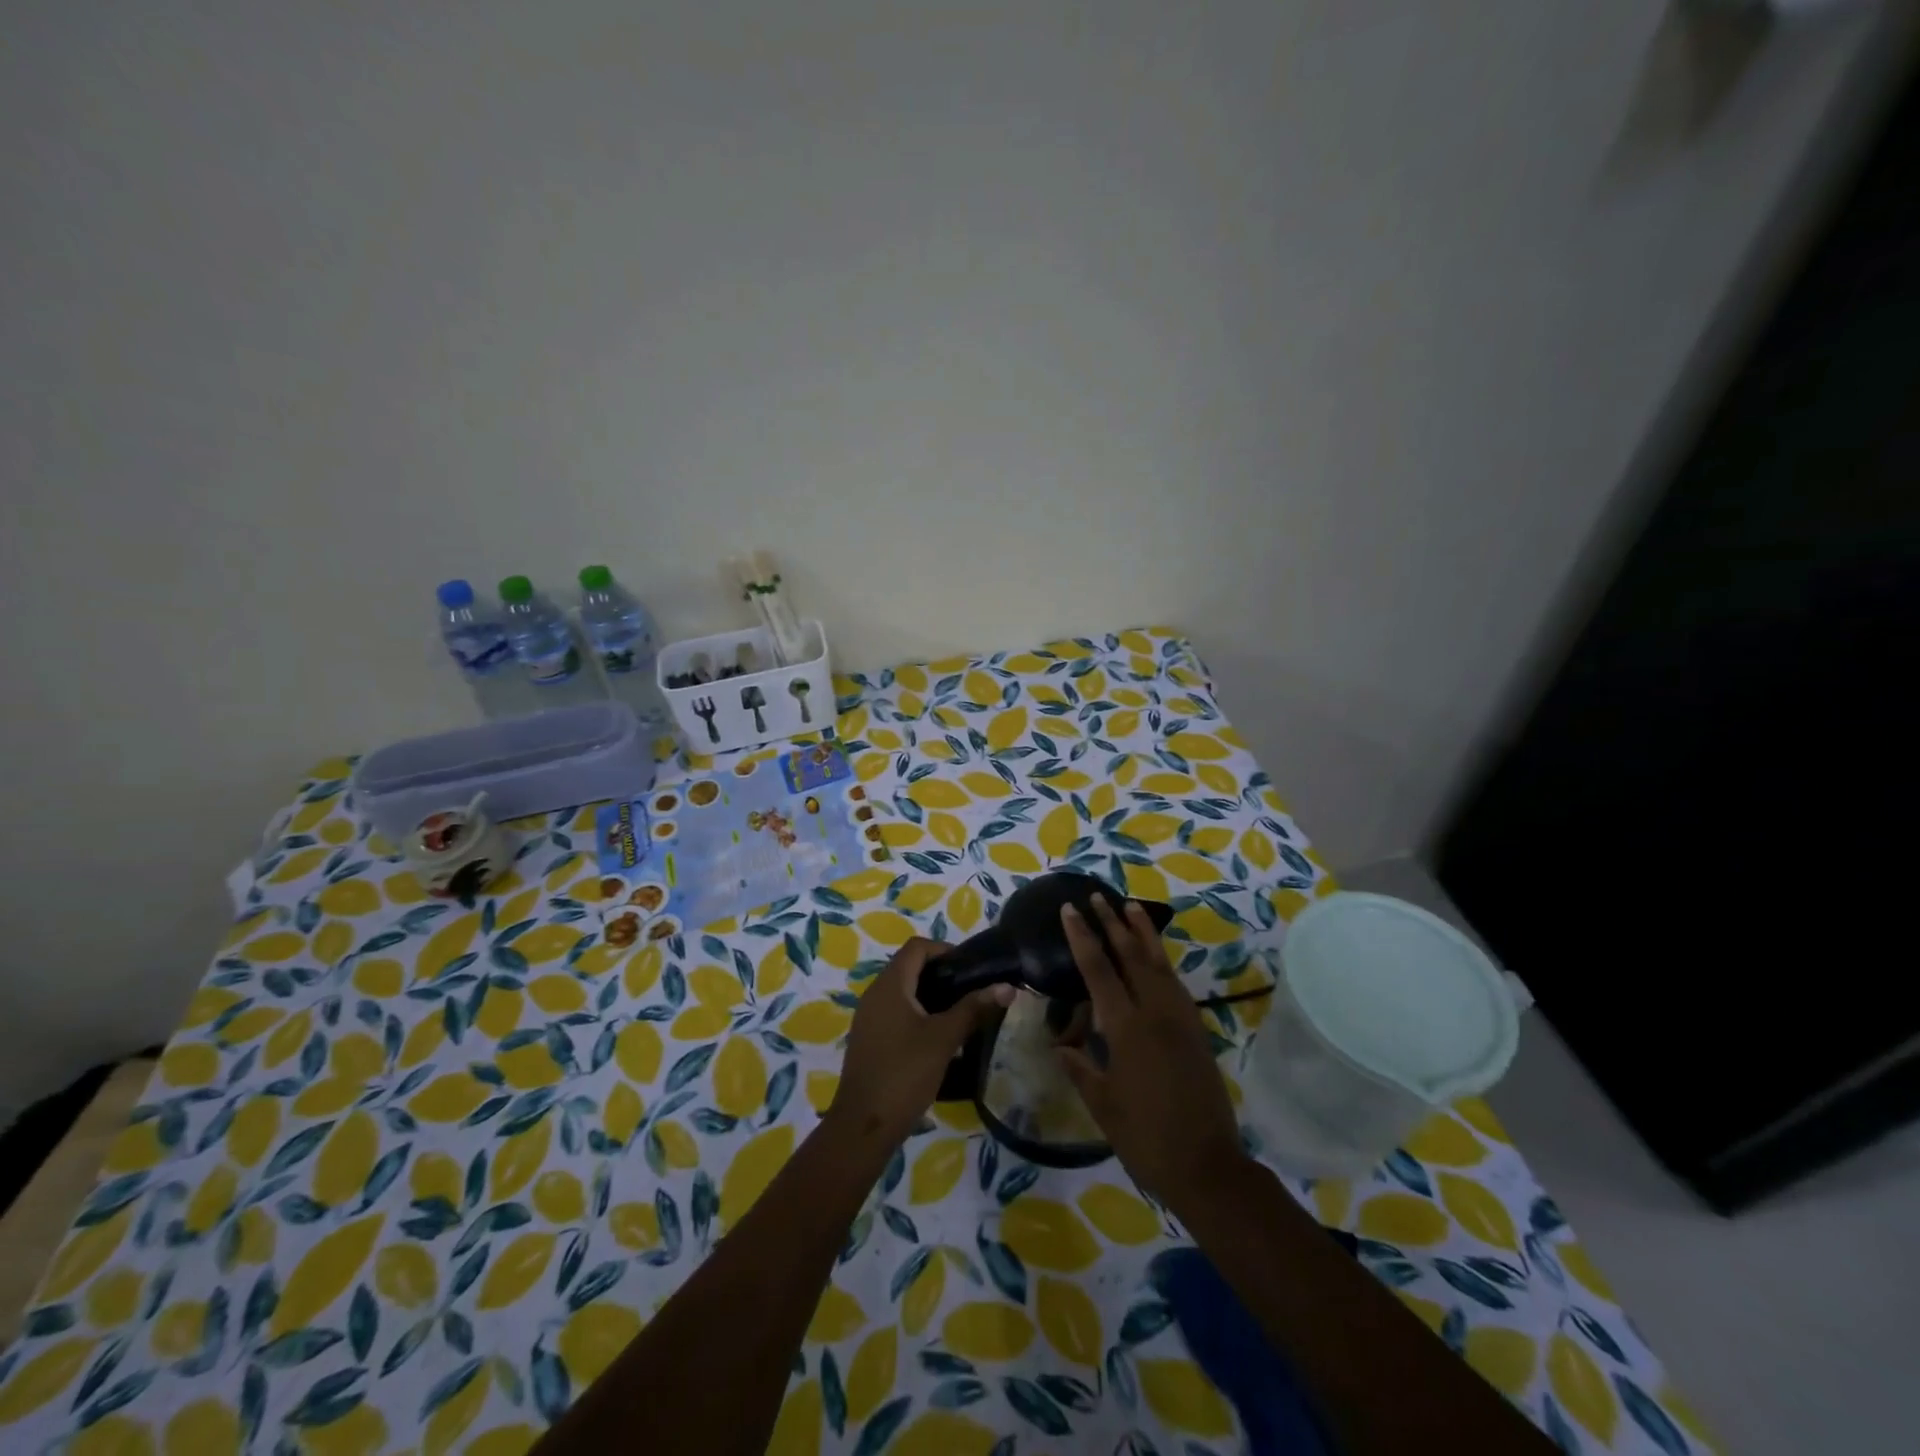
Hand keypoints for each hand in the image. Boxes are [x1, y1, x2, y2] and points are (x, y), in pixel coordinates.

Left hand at [828, 937, 1012, 1148]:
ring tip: (960, 1014)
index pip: (917, 947)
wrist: (864, 1126)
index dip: (944, 949)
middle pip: (909, 967)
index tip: (970, 968)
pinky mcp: (869, 1039)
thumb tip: (1007, 987)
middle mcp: (875, 994)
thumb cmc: (905, 1073)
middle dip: (941, 974)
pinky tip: (937, 1038)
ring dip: (930, 996)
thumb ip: (974, 1009)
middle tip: (970, 991)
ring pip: (903, 992)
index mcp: (890, 985)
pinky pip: (895, 1013)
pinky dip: (917, 1015)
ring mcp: (868, 1018)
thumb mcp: (944, 1038)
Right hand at [1058, 898, 1248, 1203]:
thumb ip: (1080, 1068)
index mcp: (1127, 1028)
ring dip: (1143, 933)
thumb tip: (1060, 1046)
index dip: (1082, 937)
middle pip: (1132, 955)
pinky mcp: (1196, 1030)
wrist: (1207, 1166)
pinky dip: (1161, 960)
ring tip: (1130, 906)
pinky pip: (1175, 983)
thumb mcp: (1102, 1105)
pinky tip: (1155, 955)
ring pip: (1159, 963)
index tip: (1070, 910)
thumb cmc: (1146, 1137)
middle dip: (1112, 923)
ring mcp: (1180, 1019)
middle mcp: (1155, 1013)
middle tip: (1097, 896)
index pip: (1099, 969)